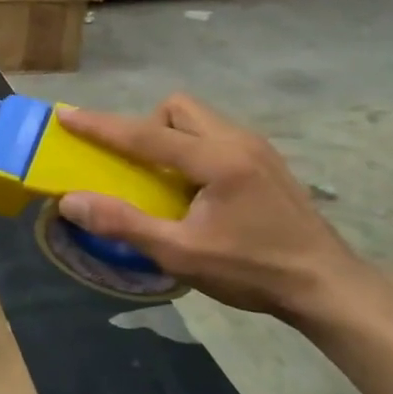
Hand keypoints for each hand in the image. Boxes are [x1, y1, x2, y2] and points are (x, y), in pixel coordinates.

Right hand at [55, 95, 363, 321]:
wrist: (325, 285)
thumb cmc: (251, 270)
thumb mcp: (180, 254)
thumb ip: (123, 224)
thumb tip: (71, 201)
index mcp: (217, 159)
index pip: (146, 134)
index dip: (101, 125)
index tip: (66, 115)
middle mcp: (238, 140)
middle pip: (178, 108)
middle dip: (146, 126)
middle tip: (135, 166)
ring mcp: (257, 148)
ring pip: (199, 119)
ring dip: (170, 137)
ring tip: (163, 179)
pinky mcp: (266, 162)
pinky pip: (216, 136)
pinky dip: (192, 149)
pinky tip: (195, 190)